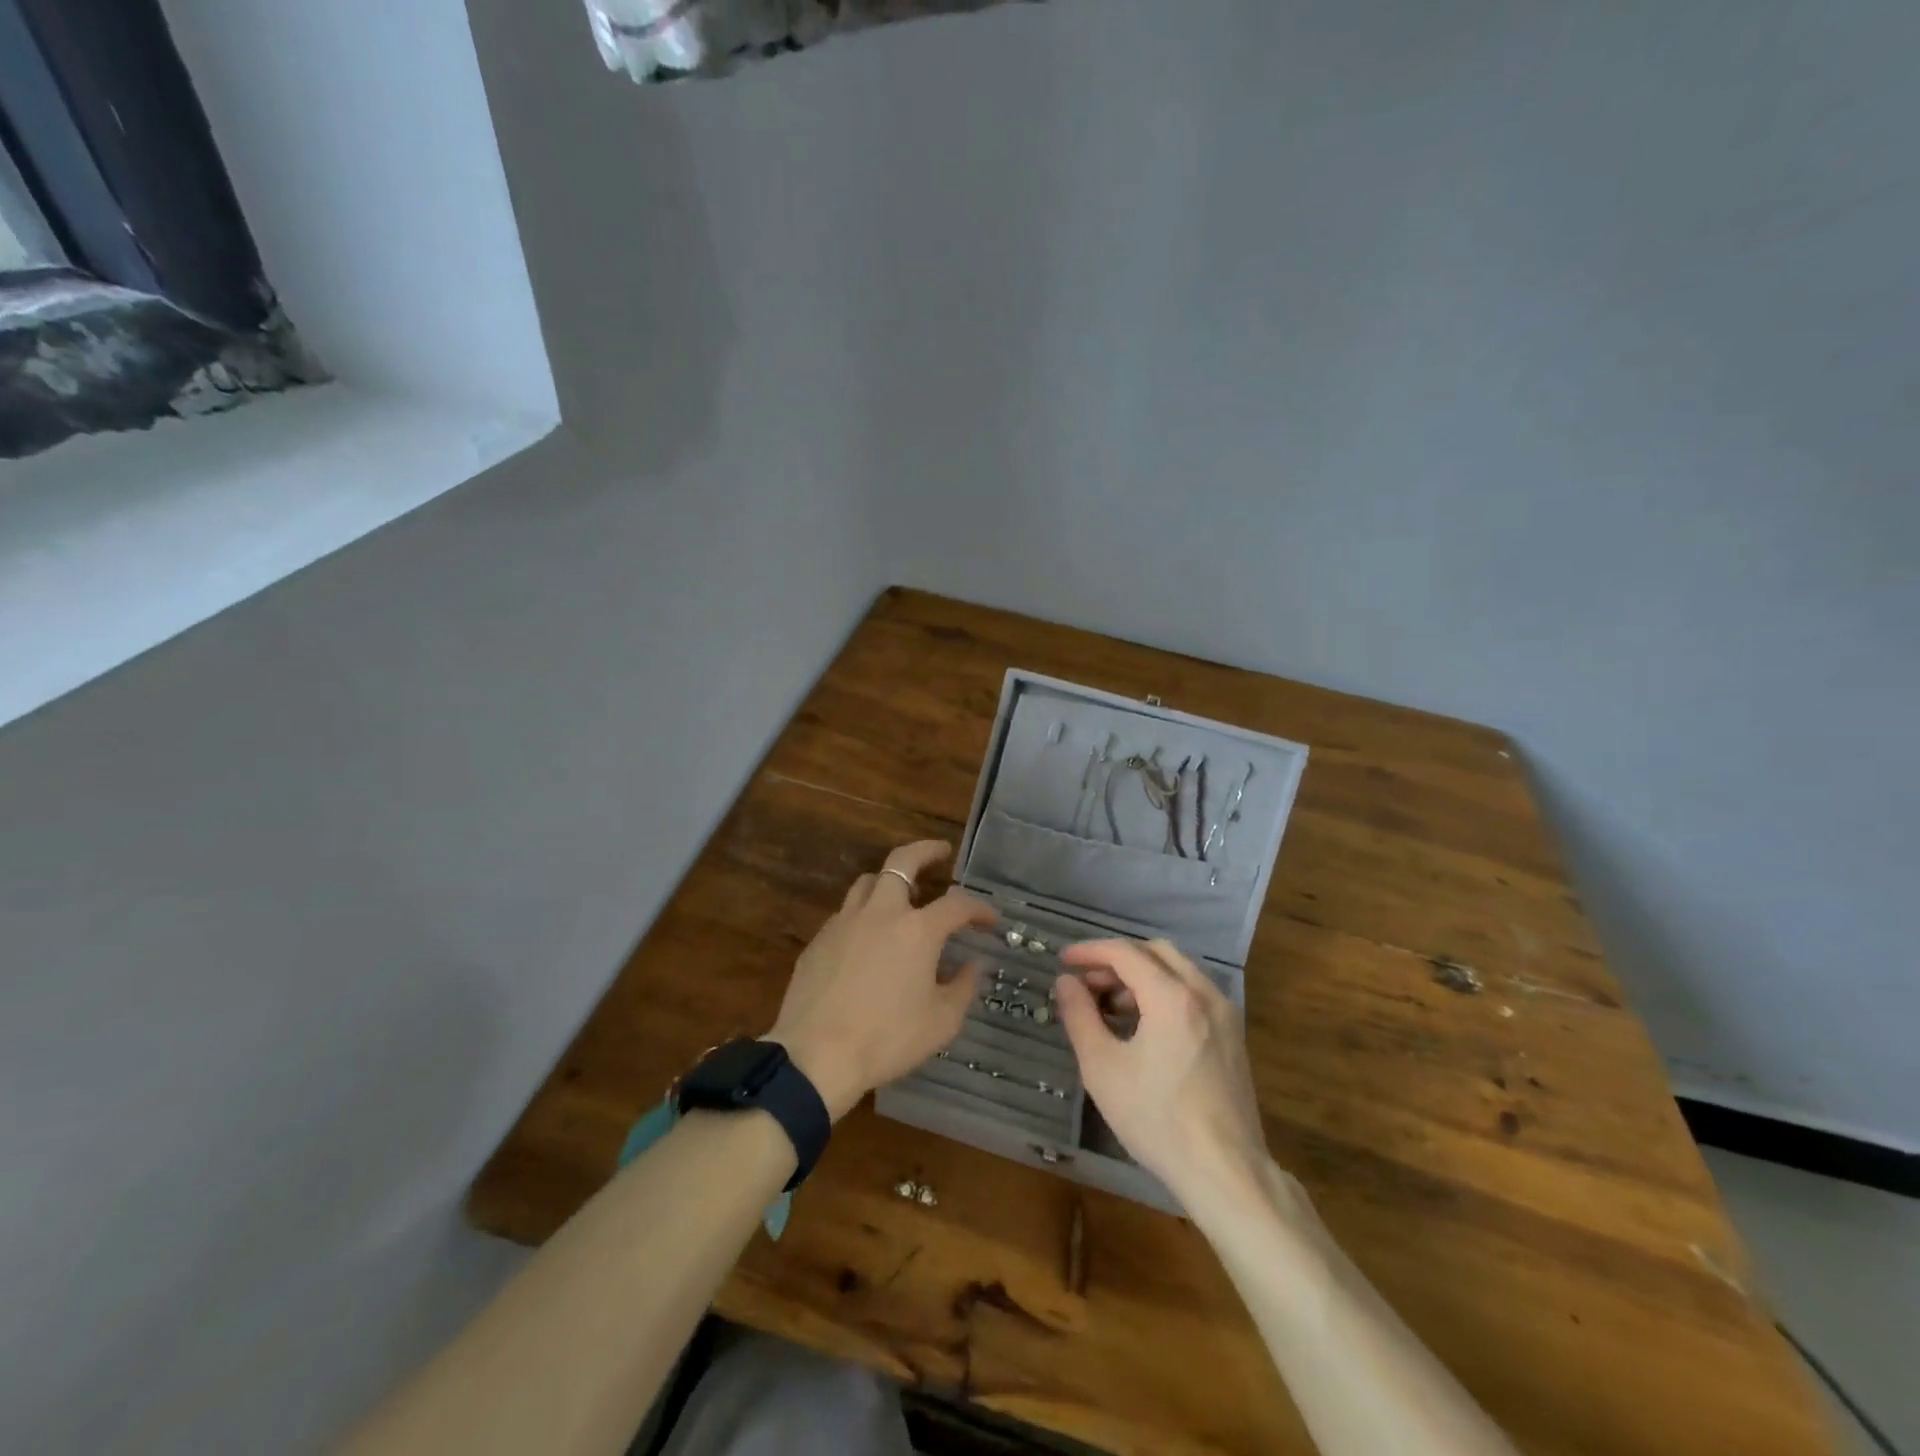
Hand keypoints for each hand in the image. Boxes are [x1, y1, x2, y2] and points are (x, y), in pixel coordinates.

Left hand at [768, 841, 996, 1120]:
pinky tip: (868, 936)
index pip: (957, 904)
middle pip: (902, 861)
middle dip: (926, 851)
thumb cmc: (887, 1040)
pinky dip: (865, 912)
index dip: (979, 908)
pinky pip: (846, 912)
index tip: (990, 920)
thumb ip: (962, 987)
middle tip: (941, 853)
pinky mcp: (819, 940)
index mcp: (917, 930)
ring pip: (869, 881)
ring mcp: (845, 922)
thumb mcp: (941, 1022)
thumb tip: (972, 965)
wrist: (815, 1056)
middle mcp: (881, 913)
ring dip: (890, 878)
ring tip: (902, 891)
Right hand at [1055, 938, 1270, 1206]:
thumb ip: (1080, 1016)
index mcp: (1172, 996)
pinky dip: (1164, 993)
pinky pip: (1194, 994)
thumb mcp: (1103, 1068)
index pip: (1125, 952)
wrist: (1225, 1171)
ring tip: (1110, 1008)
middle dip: (1118, 960)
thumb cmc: (1157, 1119)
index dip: (1090, 951)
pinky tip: (1144, 1027)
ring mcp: (1224, 1014)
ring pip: (1178, 971)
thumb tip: (1066, 982)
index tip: (1064, 961)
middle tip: (1088, 983)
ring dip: (1142, 976)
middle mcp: (1204, 993)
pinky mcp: (1233, 1036)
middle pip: (1156, 952)